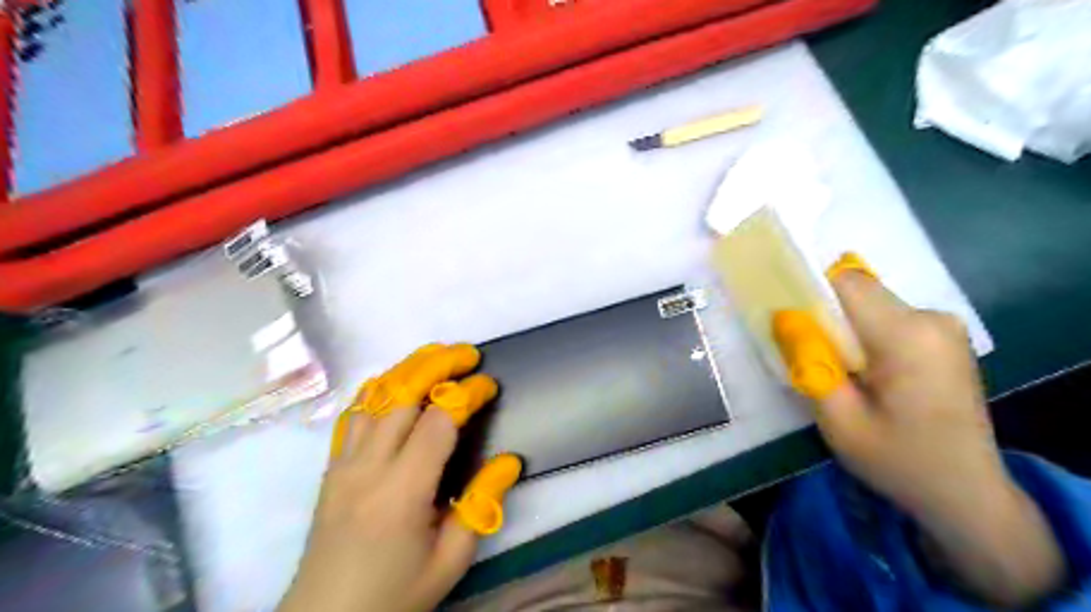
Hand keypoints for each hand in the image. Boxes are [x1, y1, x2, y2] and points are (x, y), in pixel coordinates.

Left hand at [281, 345, 518, 610]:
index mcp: (402, 491)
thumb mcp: (451, 560)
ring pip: (375, 396)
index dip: (468, 395)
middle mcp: (368, 466)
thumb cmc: (395, 593)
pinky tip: (395, 382)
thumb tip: (509, 461)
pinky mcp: (332, 466)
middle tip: (468, 354)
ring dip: (408, 368)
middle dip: (438, 364)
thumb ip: (481, 506)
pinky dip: (378, 388)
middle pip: (402, 393)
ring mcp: (344, 462)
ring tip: (437, 356)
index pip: (439, 422)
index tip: (490, 386)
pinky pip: (353, 412)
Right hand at [774, 258, 1067, 606]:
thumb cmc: (899, 461)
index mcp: (907, 336)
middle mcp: (931, 318)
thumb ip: (809, 362)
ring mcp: (943, 325)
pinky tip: (864, 373)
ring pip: (870, 304)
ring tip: (838, 371)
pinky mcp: (944, 336)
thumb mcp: (839, 420)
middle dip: (825, 316)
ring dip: (844, 328)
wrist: (967, 494)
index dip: (809, 290)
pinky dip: (864, 335)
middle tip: (811, 357)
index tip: (787, 318)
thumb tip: (784, 317)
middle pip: (857, 293)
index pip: (846, 282)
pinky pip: (888, 317)